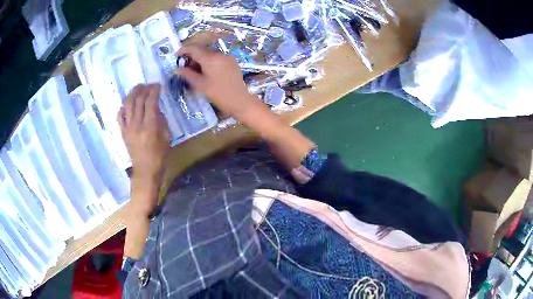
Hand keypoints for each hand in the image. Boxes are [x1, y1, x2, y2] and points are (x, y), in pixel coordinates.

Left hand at [118, 84, 168, 215]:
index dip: (154, 90)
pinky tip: (127, 103)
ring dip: (133, 93)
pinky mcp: (122, 132)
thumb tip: (156, 108)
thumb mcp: (166, 137)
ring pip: (128, 104)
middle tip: (149, 84)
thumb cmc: (159, 156)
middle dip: (144, 89)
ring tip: (138, 88)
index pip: (151, 101)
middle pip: (138, 100)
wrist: (145, 171)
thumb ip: (161, 121)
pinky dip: (123, 107)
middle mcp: (137, 124)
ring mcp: (128, 127)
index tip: (158, 85)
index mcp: (150, 126)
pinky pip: (120, 116)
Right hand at [176, 45, 258, 117]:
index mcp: (210, 58)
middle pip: (202, 49)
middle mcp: (219, 54)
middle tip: (184, 66)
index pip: (193, 48)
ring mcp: (227, 57)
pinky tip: (206, 71)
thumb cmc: (218, 94)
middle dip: (191, 55)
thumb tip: (177, 69)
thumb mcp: (200, 85)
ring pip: (209, 53)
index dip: (183, 50)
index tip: (176, 56)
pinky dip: (209, 61)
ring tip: (195, 71)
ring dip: (200, 58)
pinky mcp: (232, 61)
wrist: (240, 101)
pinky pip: (217, 57)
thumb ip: (187, 74)